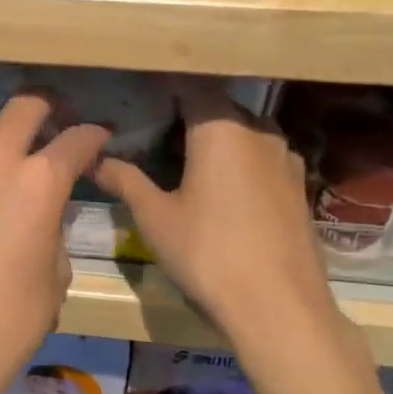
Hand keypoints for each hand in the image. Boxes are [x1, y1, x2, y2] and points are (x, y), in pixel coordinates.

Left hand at [0, 90, 109, 393]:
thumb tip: (47, 213)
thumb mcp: (55, 275)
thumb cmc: (10, 320)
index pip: (75, 138)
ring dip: (10, 135)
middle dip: (48, 111)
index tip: (100, 141)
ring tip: (21, 160)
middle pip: (25, 108)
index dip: (94, 137)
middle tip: (59, 129)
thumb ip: (55, 228)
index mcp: (39, 180)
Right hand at [92, 79, 336, 343]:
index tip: (138, 93)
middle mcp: (259, 131)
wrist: (279, 307)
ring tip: (180, 159)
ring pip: (242, 132)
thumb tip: (94, 159)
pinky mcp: (297, 186)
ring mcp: (285, 158)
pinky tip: (217, 188)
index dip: (163, 86)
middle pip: (218, 107)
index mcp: (222, 128)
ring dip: (213, 138)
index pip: (191, 85)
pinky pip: (259, 157)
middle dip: (185, 113)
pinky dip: (235, 160)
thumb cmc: (208, 253)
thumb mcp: (155, 217)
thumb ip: (125, 180)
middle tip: (150, 130)